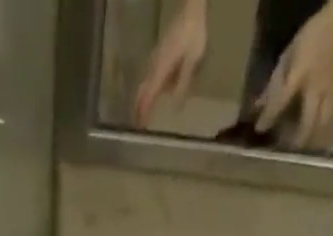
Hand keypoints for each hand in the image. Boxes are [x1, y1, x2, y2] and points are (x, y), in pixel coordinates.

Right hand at [135, 2, 208, 126]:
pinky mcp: (159, 54)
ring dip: (144, 98)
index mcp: (161, 71)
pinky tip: (156, 93)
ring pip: (145, 83)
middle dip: (139, 107)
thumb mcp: (192, 62)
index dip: (144, 113)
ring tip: (145, 112)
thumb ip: (183, 85)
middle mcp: (154, 66)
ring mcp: (155, 59)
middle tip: (139, 123)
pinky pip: (151, 75)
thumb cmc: (193, 36)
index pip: (148, 97)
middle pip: (142, 90)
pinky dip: (150, 87)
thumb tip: (175, 108)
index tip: (140, 128)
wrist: (191, 11)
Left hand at [255, 0, 332, 150]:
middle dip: (294, 142)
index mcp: (301, 72)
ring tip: (299, 158)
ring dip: (310, 145)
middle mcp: (317, 86)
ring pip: (322, 127)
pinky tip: (317, 150)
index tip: (259, 130)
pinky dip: (324, 137)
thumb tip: (255, 108)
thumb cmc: (312, 37)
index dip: (269, 117)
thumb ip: (273, 83)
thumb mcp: (288, 55)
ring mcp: (331, 92)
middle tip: (282, 155)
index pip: (282, 100)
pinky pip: (332, 122)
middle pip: (307, 123)